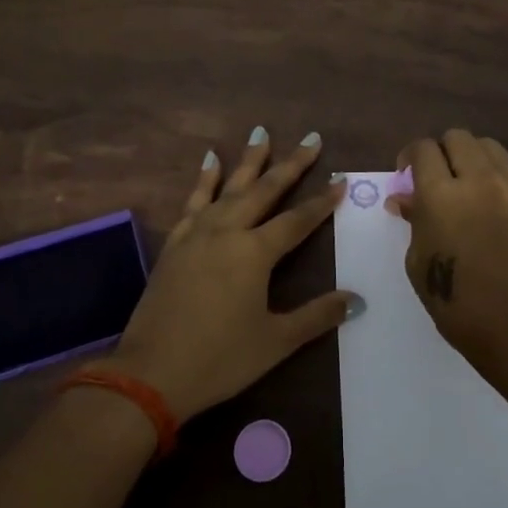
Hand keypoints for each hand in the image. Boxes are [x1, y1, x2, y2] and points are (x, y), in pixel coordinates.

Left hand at [107, 128, 358, 422]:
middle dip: (290, 164)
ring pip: (228, 187)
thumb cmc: (219, 358)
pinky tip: (210, 161)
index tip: (340, 179)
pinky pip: (193, 201)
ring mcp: (197, 234)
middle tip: (310, 138)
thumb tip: (357, 301)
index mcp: (255, 253)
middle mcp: (227, 232)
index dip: (322, 201)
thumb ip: (317, 316)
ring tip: (260, 133)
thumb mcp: (276, 341)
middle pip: (264, 190)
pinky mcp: (175, 243)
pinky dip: (204, 179)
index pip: (297, 220)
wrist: (150, 374)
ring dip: (247, 160)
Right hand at [388, 129, 507, 371]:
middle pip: (457, 137)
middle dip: (440, 151)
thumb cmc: (455, 300)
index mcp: (441, 195)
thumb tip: (404, 198)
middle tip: (435, 177)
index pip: (423, 149)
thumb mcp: (418, 261)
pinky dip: (492, 173)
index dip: (410, 156)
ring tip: (464, 184)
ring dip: (469, 156)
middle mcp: (477, 179)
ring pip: (486, 146)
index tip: (406, 174)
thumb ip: (413, 219)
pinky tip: (487, 201)